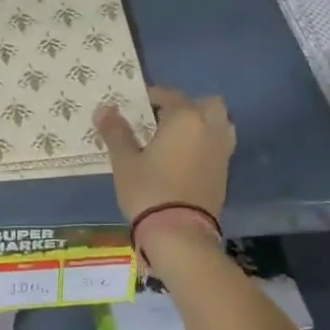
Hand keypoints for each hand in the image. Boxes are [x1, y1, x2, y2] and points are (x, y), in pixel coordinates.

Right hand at [94, 87, 234, 223]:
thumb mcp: (124, 161)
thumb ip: (116, 132)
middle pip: (207, 105)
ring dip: (202, 126)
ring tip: (176, 140)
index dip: (151, 97)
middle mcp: (210, 129)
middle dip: (187, 107)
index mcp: (185, 118)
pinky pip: (218, 148)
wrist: (180, 234)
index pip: (169, 95)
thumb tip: (104, 109)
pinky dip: (205, 146)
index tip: (134, 106)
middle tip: (162, 121)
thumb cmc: (148, 190)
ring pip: (219, 126)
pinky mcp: (224, 175)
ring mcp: (222, 152)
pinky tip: (183, 161)